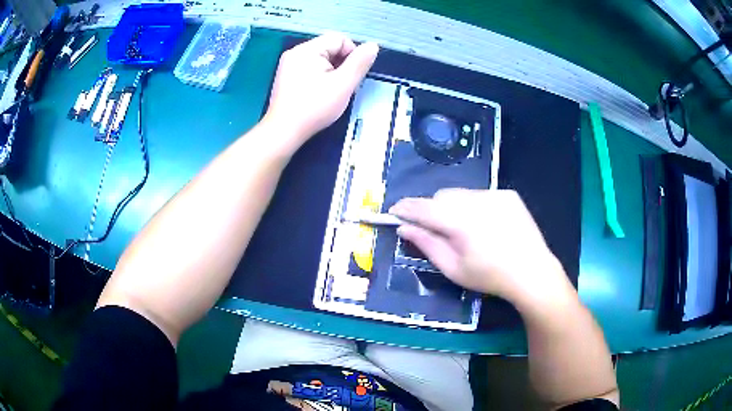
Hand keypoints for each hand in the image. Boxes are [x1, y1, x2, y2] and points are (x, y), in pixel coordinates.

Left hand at [263, 33, 378, 146]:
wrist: (284, 132)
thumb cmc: (314, 108)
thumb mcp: (343, 84)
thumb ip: (360, 63)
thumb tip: (373, 46)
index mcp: (307, 50)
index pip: (339, 39)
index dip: (352, 55)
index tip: (351, 76)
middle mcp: (295, 52)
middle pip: (330, 48)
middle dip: (341, 64)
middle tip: (342, 86)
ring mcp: (289, 64)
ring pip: (321, 60)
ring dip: (332, 72)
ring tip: (331, 92)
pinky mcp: (286, 77)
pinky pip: (310, 69)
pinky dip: (320, 78)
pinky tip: (320, 94)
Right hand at [389, 189, 574, 307]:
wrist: (533, 272)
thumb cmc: (490, 277)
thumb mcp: (453, 268)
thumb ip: (427, 244)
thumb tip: (404, 228)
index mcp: (461, 221)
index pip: (424, 207)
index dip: (406, 208)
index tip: (395, 211)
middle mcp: (477, 200)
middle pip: (442, 196)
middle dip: (433, 209)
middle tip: (435, 229)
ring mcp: (495, 194)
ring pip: (461, 194)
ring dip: (454, 207)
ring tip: (465, 229)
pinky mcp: (508, 194)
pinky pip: (481, 195)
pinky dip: (474, 206)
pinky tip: (486, 225)